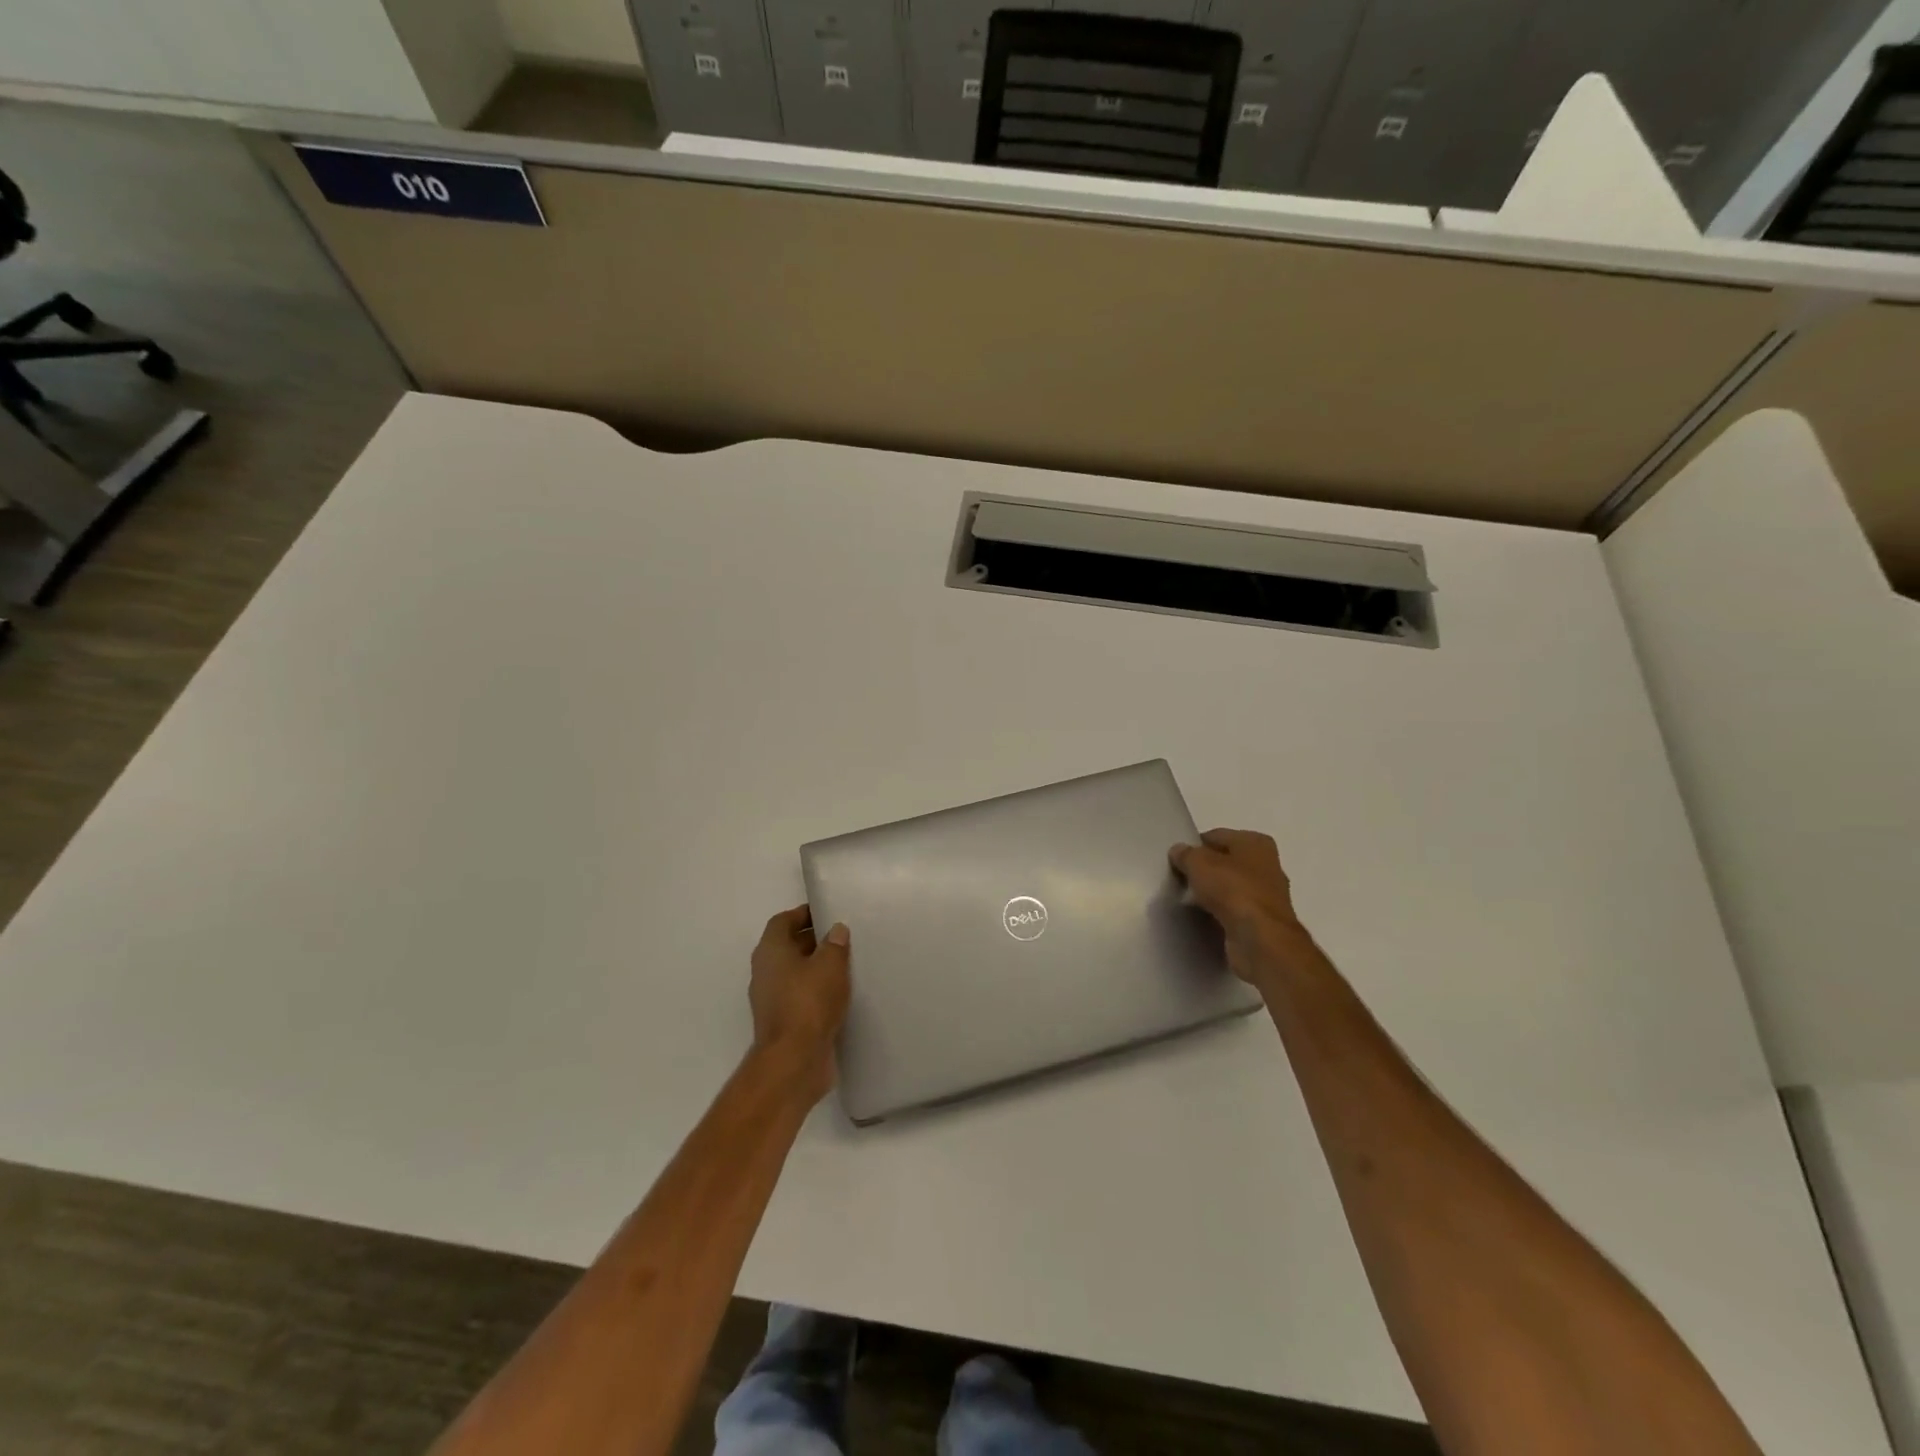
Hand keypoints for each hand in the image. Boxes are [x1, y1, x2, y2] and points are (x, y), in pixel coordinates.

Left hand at [749, 906, 852, 1097]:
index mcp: (770, 951)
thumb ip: (834, 944)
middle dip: (813, 940)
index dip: (803, 914)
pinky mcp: (782, 1022)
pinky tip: (839, 994)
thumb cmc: (809, 1002)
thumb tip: (836, 930)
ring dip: (815, 967)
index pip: (783, 921)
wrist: (794, 1060)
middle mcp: (765, 971)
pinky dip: (815, 991)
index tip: (828, 913)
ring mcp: (771, 999)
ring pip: (794, 973)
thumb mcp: (830, 965)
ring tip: (845, 964)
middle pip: (787, 946)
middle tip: (842, 937)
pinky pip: (799, 996)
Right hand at [1169, 829, 1312, 988]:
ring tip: (1188, 899)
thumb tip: (1178, 851)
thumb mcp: (1199, 863)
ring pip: (1231, 887)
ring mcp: (1268, 895)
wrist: (1259, 938)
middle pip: (1226, 862)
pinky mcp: (1263, 922)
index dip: (1195, 845)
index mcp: (1256, 843)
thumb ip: (1186, 854)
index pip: (1217, 836)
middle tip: (1181, 879)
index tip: (1177, 859)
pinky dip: (1221, 913)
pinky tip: (1204, 917)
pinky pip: (1234, 910)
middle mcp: (1267, 865)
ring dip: (1213, 893)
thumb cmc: (1232, 890)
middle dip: (1206, 870)